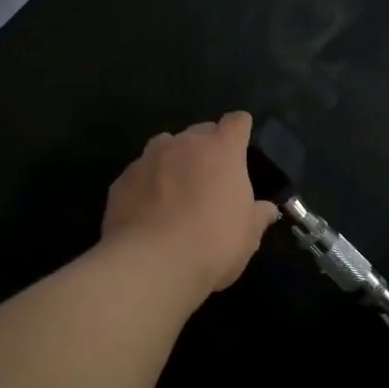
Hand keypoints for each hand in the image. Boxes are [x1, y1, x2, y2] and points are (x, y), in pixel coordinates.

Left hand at [102, 112, 279, 294]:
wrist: (151, 264)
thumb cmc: (213, 244)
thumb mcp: (248, 236)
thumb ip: (258, 216)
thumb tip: (267, 210)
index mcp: (222, 150)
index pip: (236, 122)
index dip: (240, 130)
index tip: (242, 144)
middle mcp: (184, 145)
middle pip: (200, 131)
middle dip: (207, 147)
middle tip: (211, 177)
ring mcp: (148, 159)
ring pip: (165, 146)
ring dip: (174, 160)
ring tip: (176, 189)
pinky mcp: (121, 181)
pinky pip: (140, 173)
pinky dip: (147, 184)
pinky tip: (148, 211)